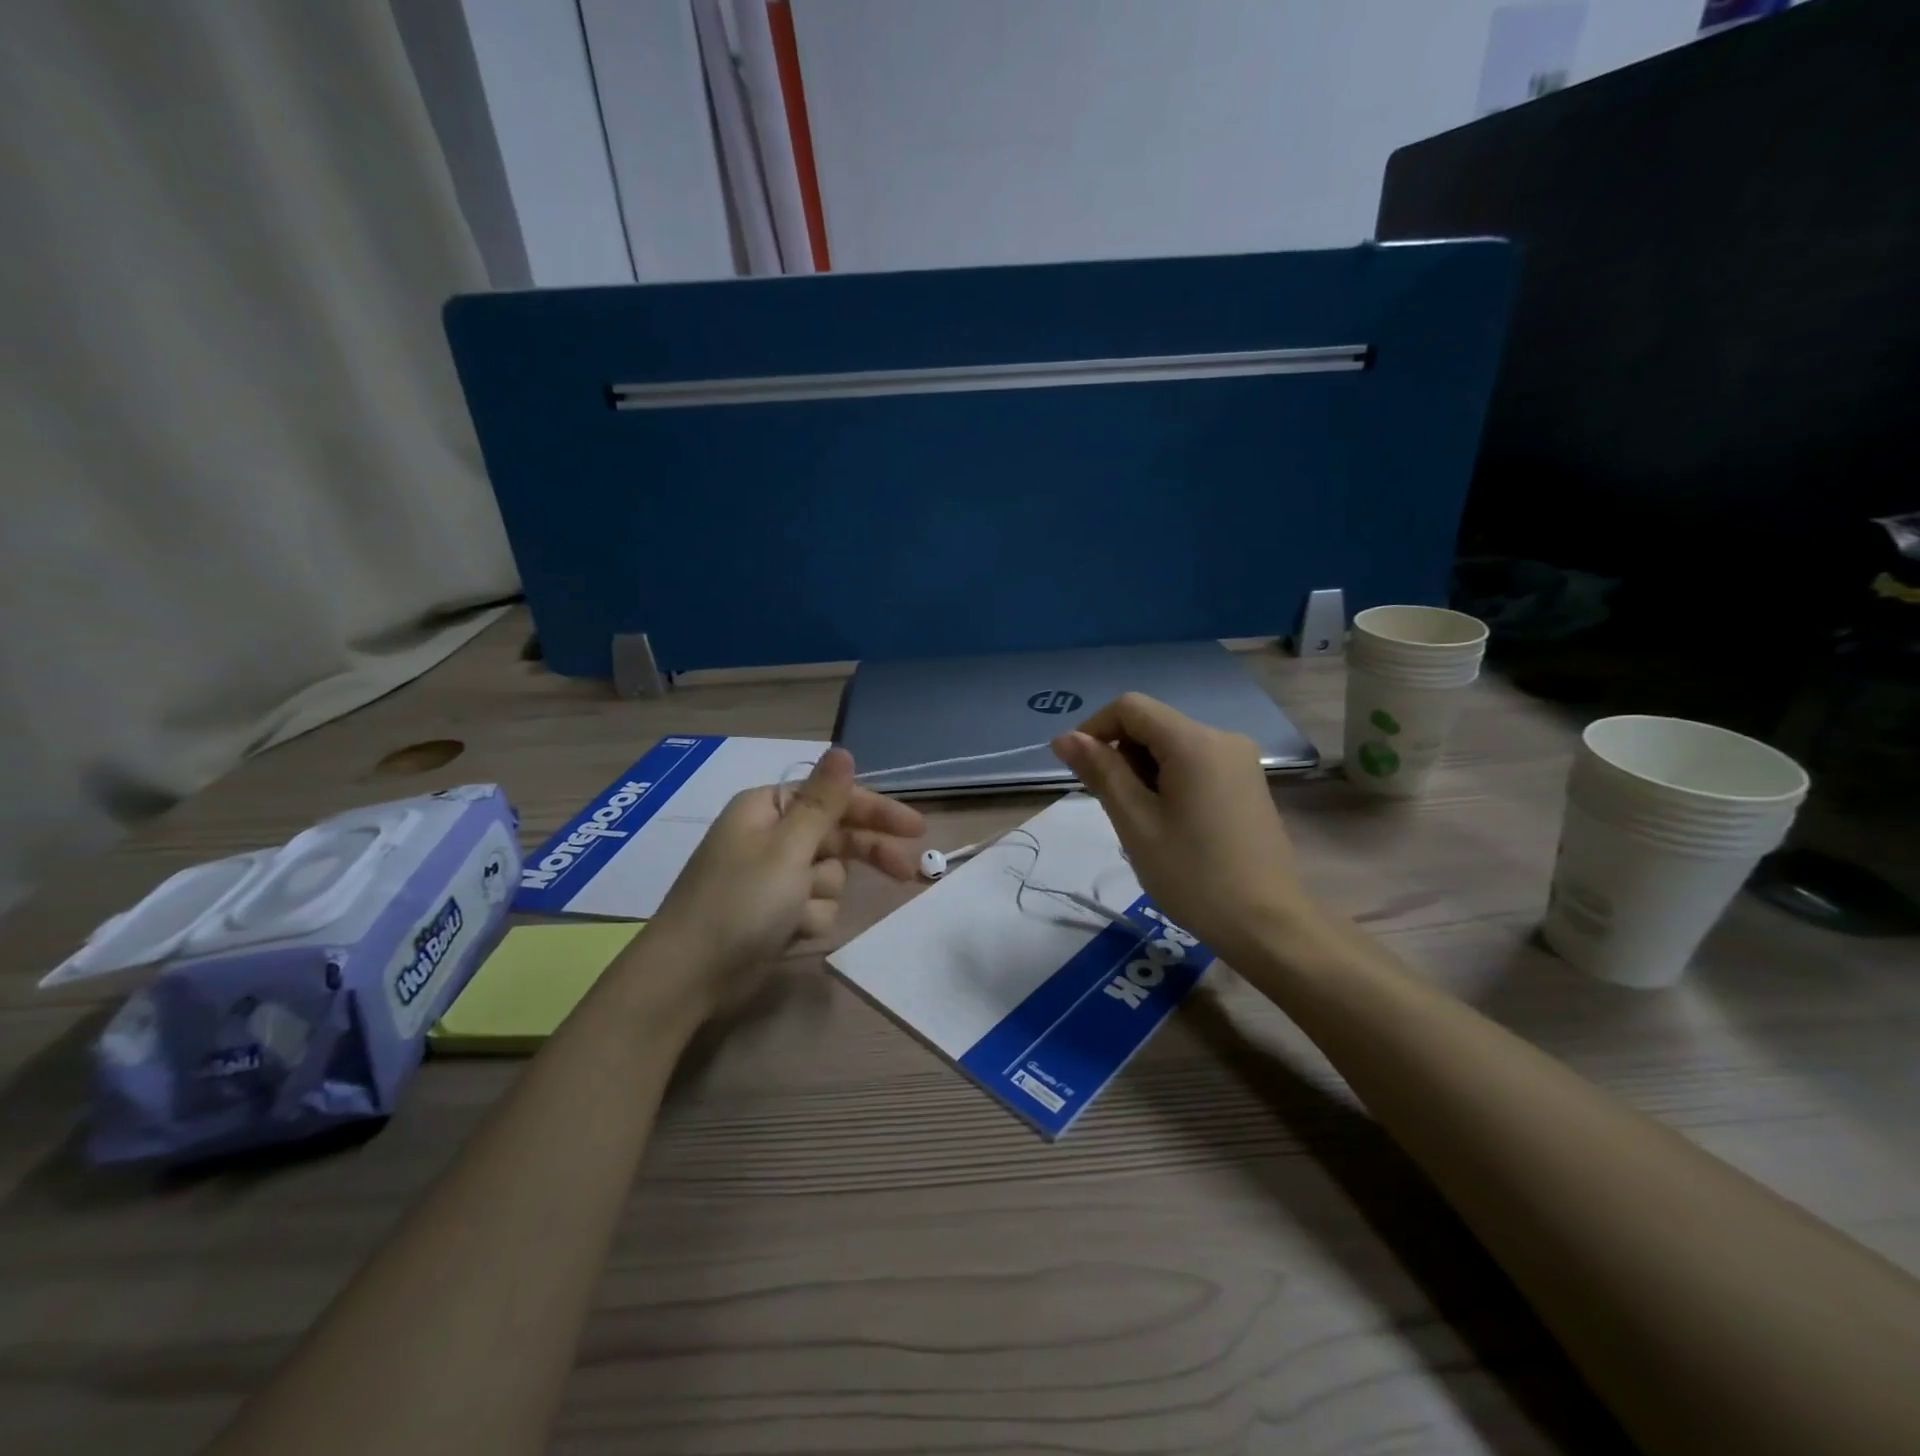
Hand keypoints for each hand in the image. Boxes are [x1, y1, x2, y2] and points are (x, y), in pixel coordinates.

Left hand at [646, 749, 924, 1015]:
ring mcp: (773, 876)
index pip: (835, 798)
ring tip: (798, 913)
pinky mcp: (776, 912)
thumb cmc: (741, 903)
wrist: (690, 977)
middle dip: (864, 855)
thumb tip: (843, 750)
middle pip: (837, 836)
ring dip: (823, 895)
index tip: (916, 828)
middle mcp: (771, 836)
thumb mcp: (788, 848)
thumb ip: (823, 801)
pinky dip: (809, 919)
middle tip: (906, 872)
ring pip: (830, 876)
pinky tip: (791, 933)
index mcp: (768, 808)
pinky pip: (815, 905)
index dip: (877, 811)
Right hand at [1051, 693, 1314, 966]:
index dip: (1095, 729)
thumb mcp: (1136, 823)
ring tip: (1144, 823)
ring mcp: (1240, 761)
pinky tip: (1171, 824)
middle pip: (1153, 724)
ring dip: (1144, 772)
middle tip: (1116, 809)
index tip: (1078, 771)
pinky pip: (1195, 764)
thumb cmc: (1194, 875)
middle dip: (1122, 755)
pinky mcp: (1247, 783)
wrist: (1268, 925)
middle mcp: (1222, 738)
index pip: (1130, 707)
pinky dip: (1169, 782)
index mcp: (1195, 741)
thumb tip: (1064, 738)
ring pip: (1172, 746)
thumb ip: (1101, 772)